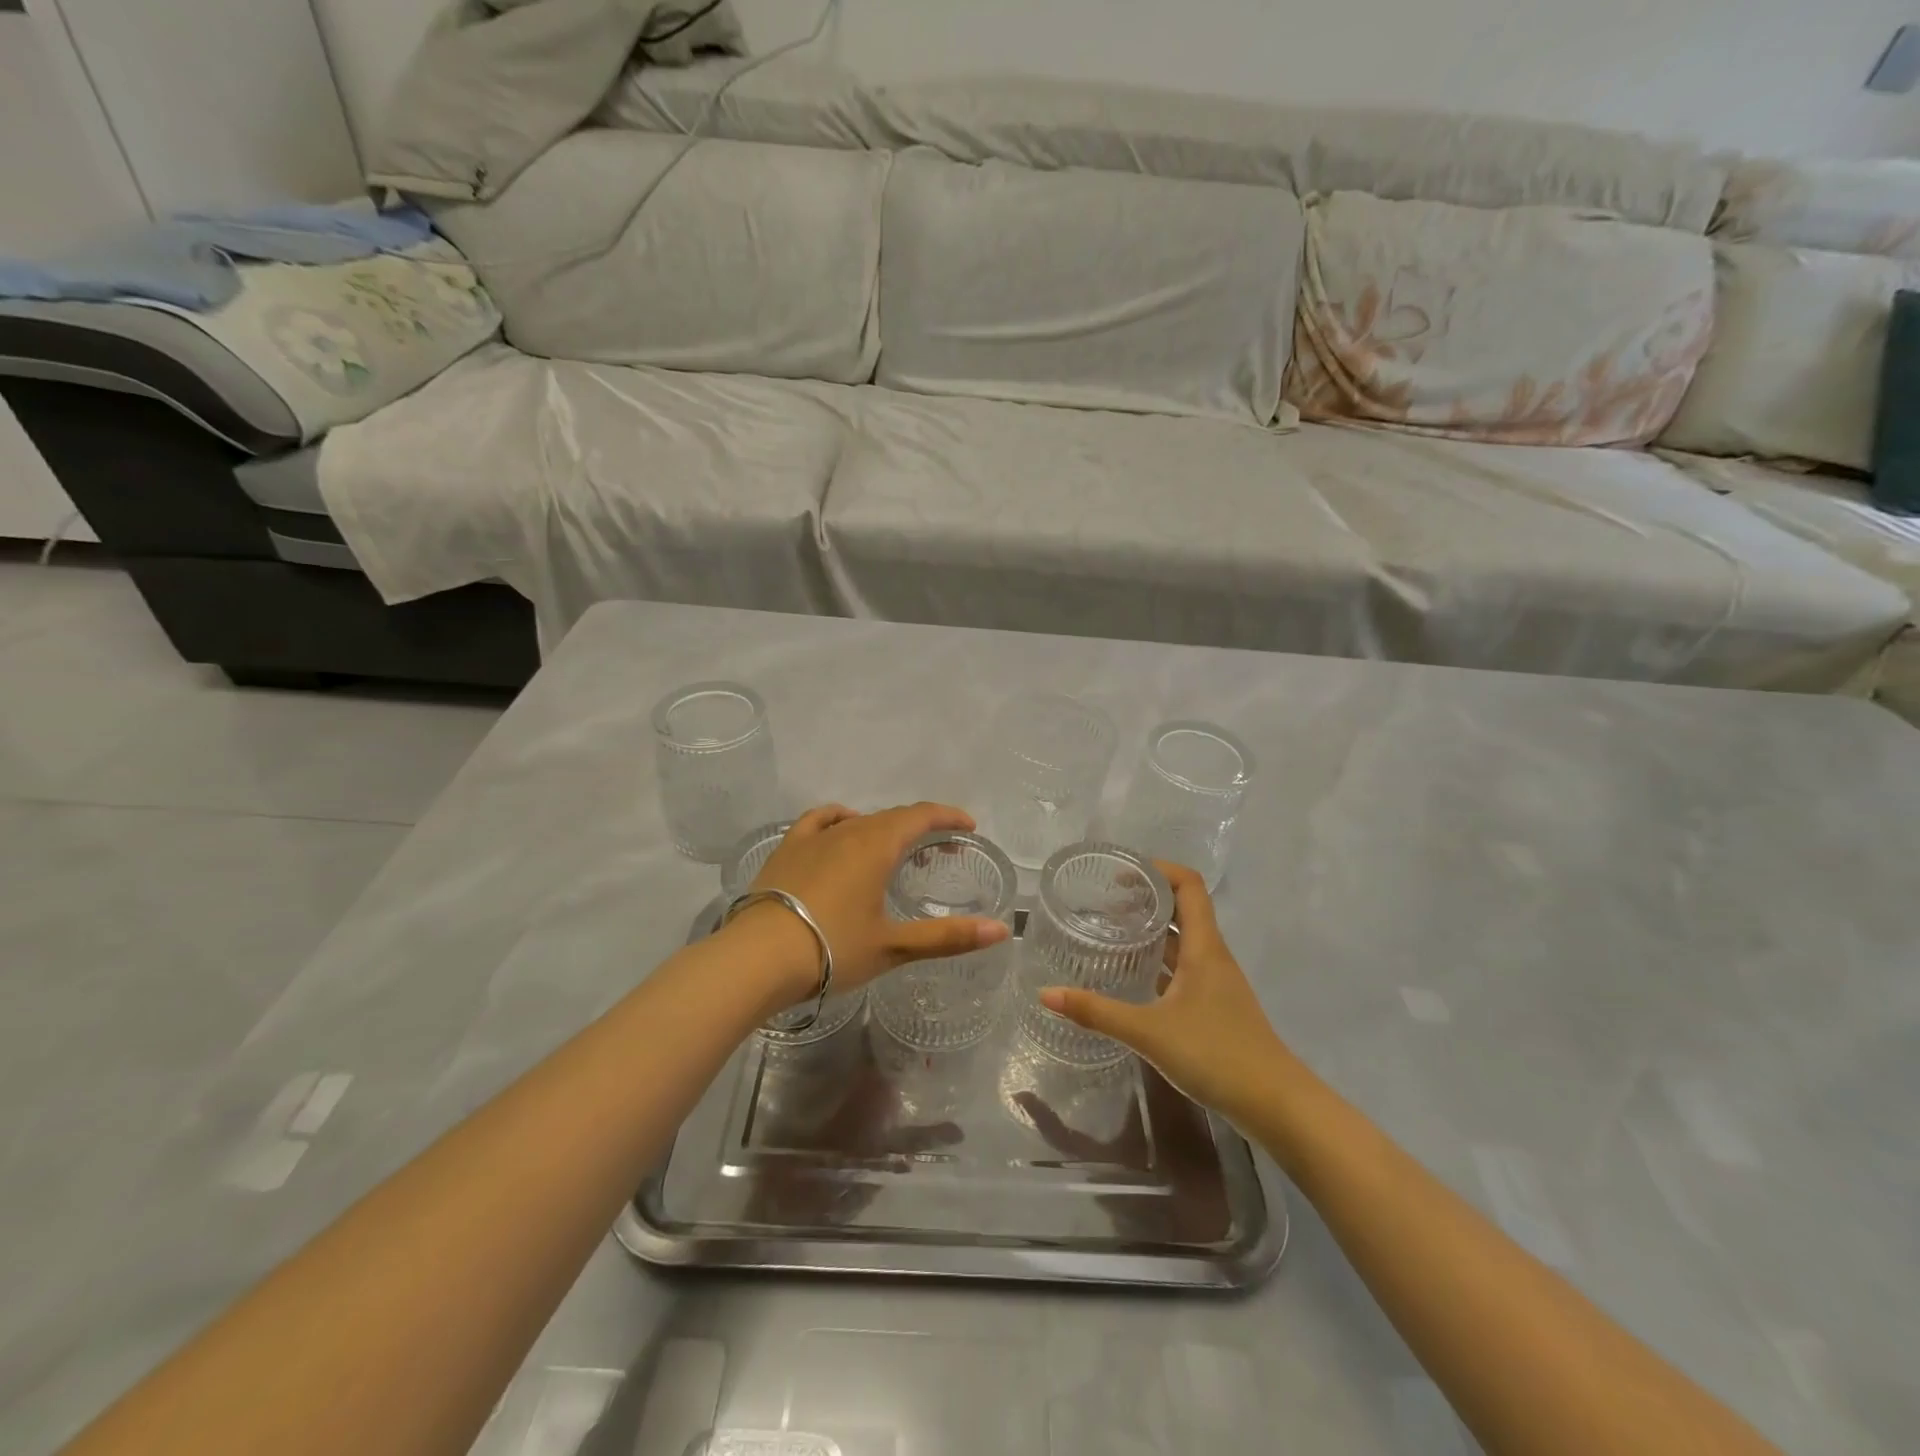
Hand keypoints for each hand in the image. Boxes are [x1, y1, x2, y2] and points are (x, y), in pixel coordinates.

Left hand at [731, 801, 1012, 1005]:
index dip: (947, 817)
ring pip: (859, 820)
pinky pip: (820, 821)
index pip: (921, 816)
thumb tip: (1001, 930)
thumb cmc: (832, 949)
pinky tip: (841, 830)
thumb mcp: (894, 946)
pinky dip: (841, 820)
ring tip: (894, 850)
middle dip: (922, 827)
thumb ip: (949, 936)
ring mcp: (813, 837)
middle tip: (940, 850)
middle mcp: (848, 830)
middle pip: (892, 817)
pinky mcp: (787, 850)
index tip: (967, 827)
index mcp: (877, 845)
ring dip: (885, 828)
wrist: (756, 958)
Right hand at [1039, 861, 1291, 1129]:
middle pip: (1184, 908)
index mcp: (1204, 947)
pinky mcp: (1215, 1007)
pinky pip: (1184, 968)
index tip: (1120, 874)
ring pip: (1183, 940)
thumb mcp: (1150, 1032)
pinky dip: (1159, 962)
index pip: (1188, 885)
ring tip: (1113, 933)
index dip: (1157, 870)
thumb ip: (1098, 1012)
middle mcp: (1212, 956)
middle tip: (1105, 903)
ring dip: (1153, 930)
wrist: (1276, 1105)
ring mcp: (1216, 982)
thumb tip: (1046, 994)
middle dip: (1147, 898)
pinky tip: (1134, 977)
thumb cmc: (1216, 1054)